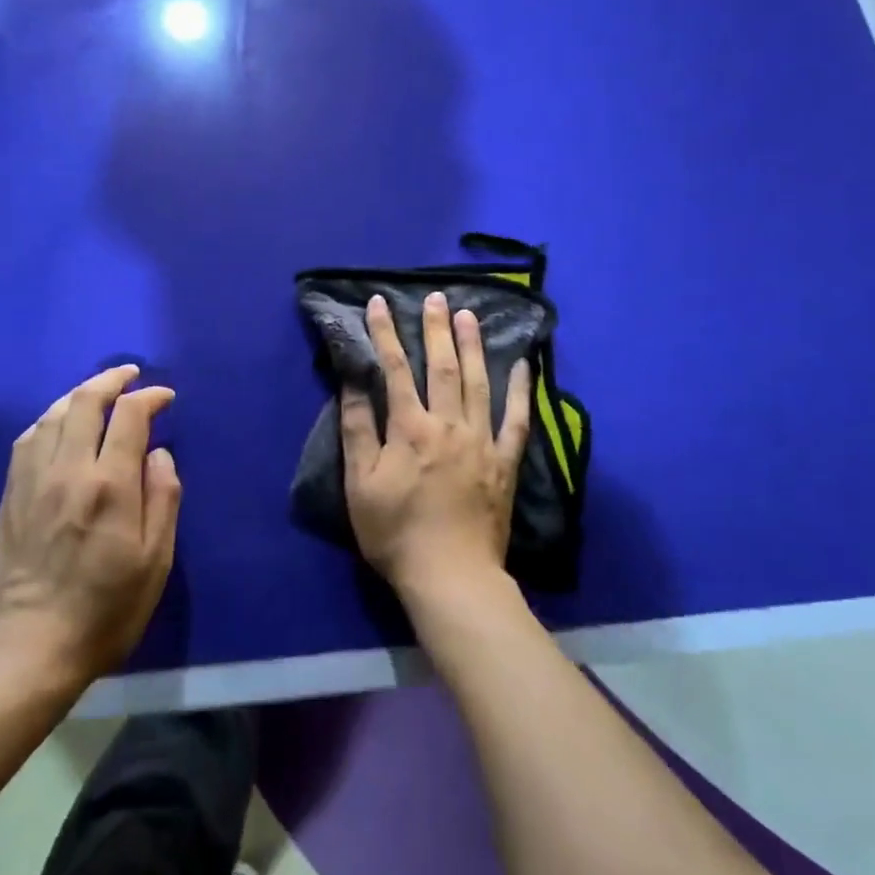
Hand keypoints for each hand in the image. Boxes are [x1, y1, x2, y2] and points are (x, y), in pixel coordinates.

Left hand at [0, 365, 181, 687]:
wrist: (31, 650)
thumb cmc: (106, 610)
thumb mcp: (156, 560)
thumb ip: (163, 497)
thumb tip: (158, 453)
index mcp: (109, 485)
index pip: (129, 417)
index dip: (149, 397)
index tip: (165, 397)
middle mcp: (67, 471)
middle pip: (85, 402)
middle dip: (111, 380)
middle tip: (130, 374)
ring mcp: (32, 481)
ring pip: (53, 415)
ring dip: (78, 394)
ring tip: (98, 392)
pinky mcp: (11, 497)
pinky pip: (28, 439)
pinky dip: (49, 418)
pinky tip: (58, 423)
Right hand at [341, 291, 532, 603]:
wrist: (451, 576)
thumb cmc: (396, 533)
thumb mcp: (360, 484)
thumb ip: (357, 428)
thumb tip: (352, 381)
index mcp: (410, 428)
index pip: (395, 369)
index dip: (385, 333)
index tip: (379, 303)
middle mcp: (448, 424)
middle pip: (442, 366)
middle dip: (436, 328)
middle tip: (436, 297)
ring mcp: (482, 441)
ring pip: (478, 382)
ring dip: (472, 345)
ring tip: (469, 315)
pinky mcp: (505, 462)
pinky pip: (517, 418)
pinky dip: (520, 389)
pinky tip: (522, 364)